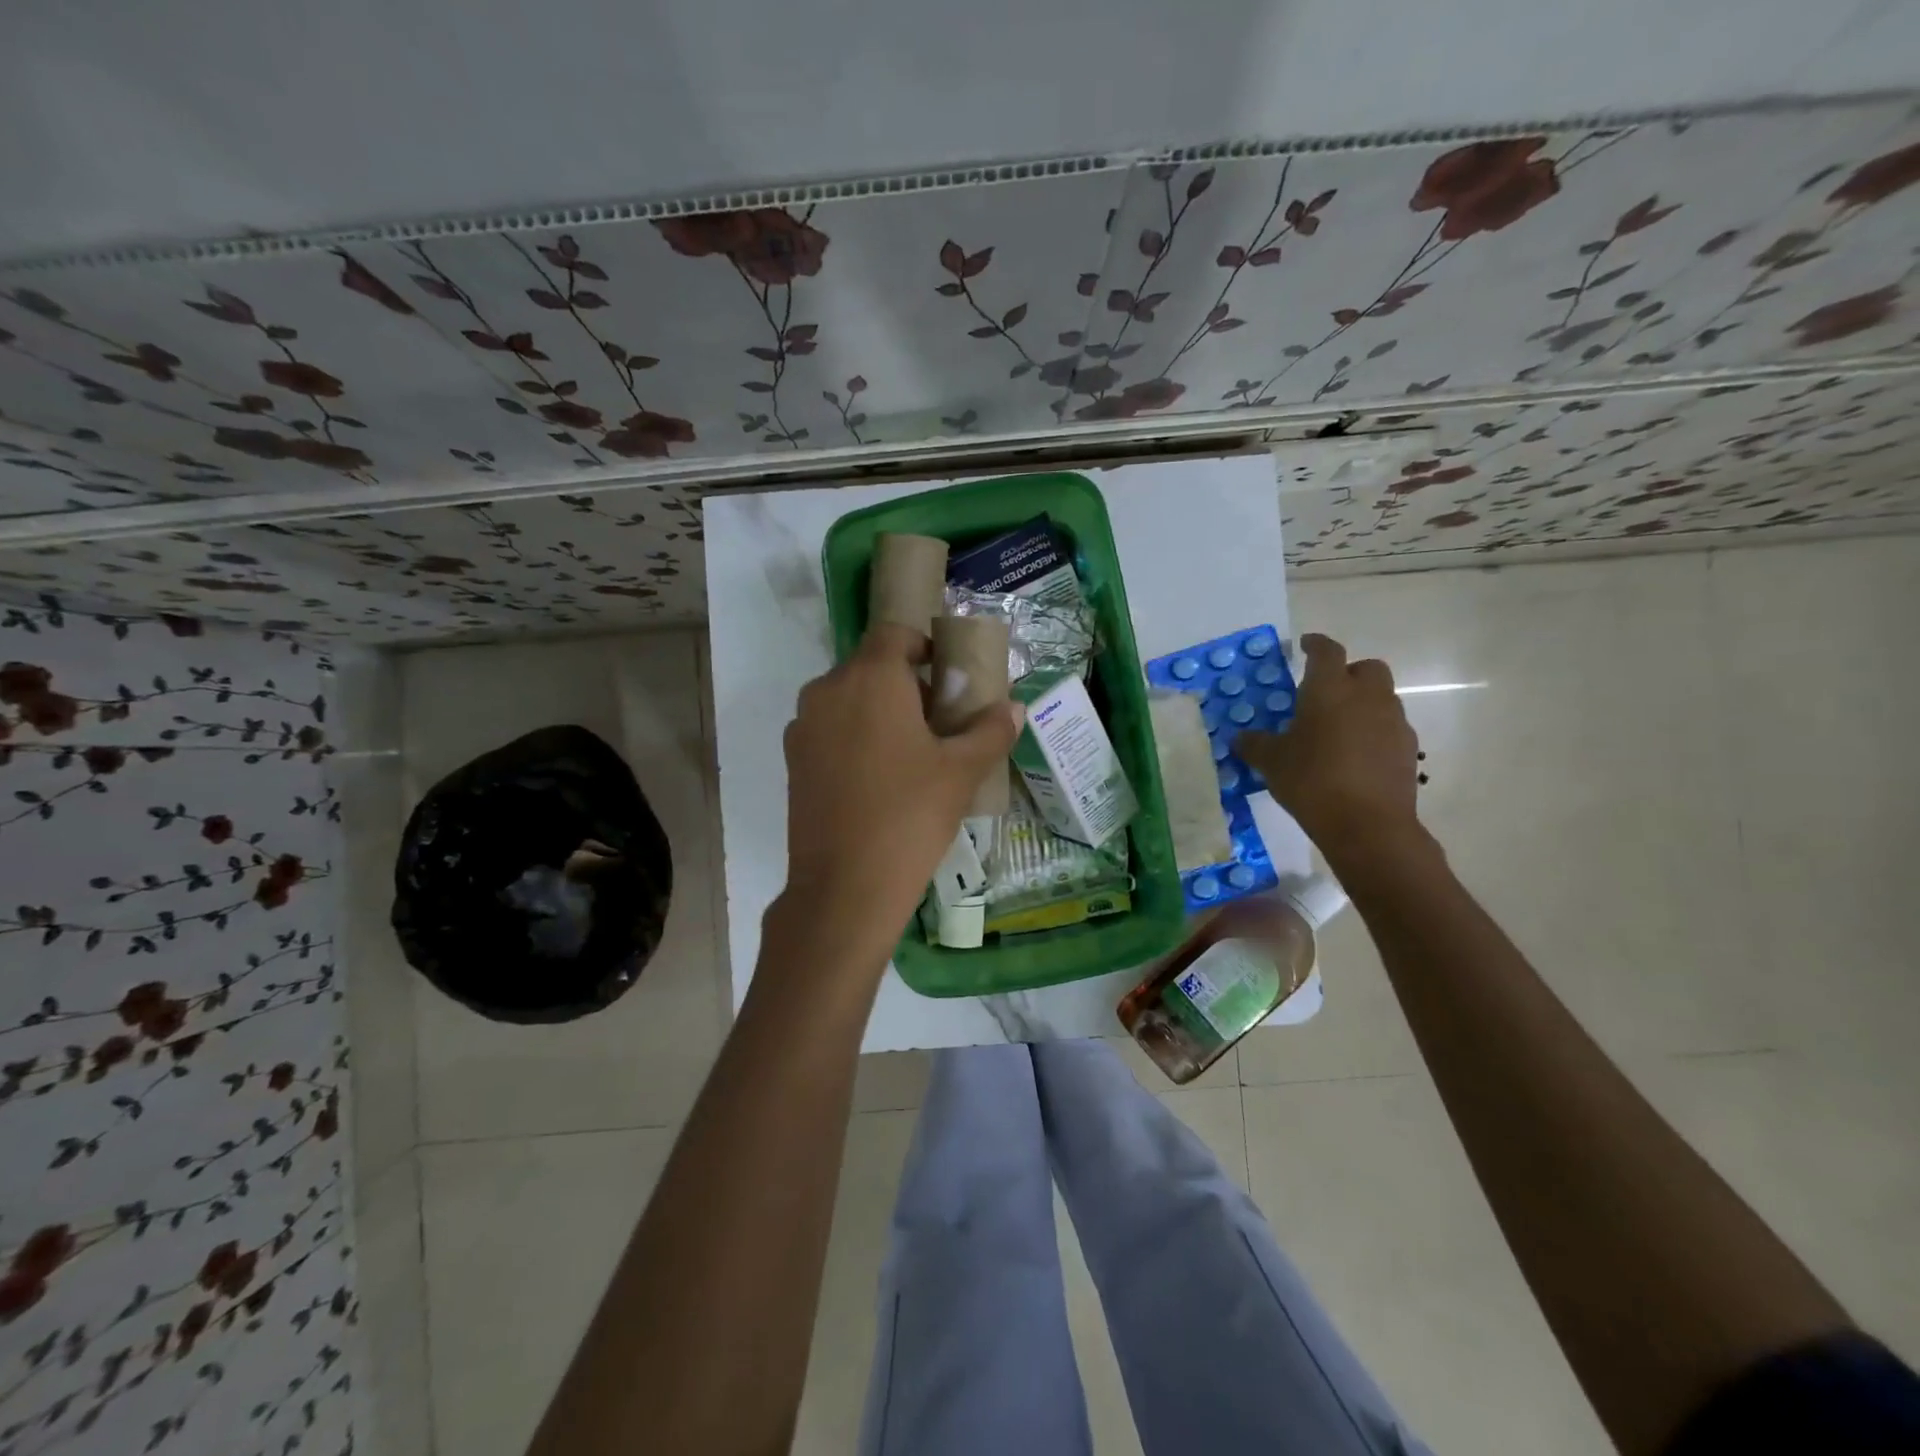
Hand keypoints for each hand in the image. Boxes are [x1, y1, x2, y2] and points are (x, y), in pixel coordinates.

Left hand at [780, 623, 1019, 942]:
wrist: (844, 886)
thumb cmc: (909, 816)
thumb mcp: (961, 772)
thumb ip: (990, 732)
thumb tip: (1014, 708)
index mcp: (869, 678)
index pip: (894, 634)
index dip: (923, 646)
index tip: (947, 677)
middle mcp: (828, 690)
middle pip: (870, 666)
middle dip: (906, 683)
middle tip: (940, 720)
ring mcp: (803, 726)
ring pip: (848, 699)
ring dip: (879, 710)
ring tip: (911, 752)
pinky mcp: (793, 760)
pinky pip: (830, 729)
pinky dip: (854, 736)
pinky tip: (878, 778)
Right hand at [1235, 632, 1421, 860]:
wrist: (1367, 825)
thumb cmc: (1312, 781)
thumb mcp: (1271, 762)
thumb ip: (1255, 744)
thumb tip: (1241, 738)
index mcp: (1330, 689)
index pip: (1326, 652)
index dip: (1314, 645)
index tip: (1304, 645)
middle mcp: (1367, 696)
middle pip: (1366, 668)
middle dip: (1348, 673)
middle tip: (1325, 692)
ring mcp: (1393, 722)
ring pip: (1381, 698)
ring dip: (1362, 704)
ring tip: (1337, 729)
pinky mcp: (1408, 749)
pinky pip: (1389, 728)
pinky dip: (1373, 732)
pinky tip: (1355, 756)